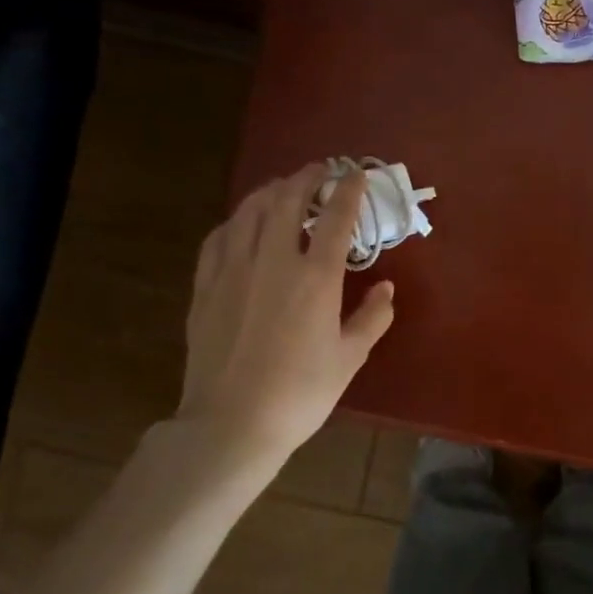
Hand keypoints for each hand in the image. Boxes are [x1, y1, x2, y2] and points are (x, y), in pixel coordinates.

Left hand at [176, 165, 395, 466]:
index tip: (357, 173)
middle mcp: (273, 260)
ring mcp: (233, 269)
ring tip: (284, 188)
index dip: (349, 189)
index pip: (336, 217)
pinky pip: (220, 236)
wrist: (233, 422)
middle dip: (307, 178)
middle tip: (320, 171)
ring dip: (272, 191)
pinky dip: (237, 220)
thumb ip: (372, 317)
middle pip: (288, 200)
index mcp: (316, 277)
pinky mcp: (205, 285)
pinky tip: (243, 224)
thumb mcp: (350, 357)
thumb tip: (386, 287)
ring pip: (250, 211)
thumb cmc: (302, 392)